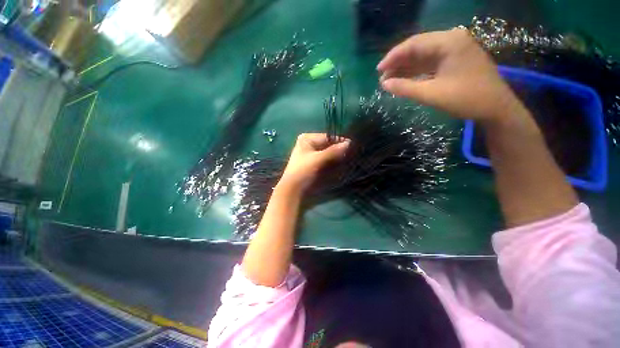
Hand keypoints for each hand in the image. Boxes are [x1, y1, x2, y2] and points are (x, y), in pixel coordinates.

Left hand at [279, 133, 349, 191]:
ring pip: (328, 152)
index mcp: (307, 138)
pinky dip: (333, 162)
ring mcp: (311, 153)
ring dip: (337, 157)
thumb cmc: (303, 171)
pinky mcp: (314, 163)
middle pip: (328, 145)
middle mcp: (309, 144)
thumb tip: (349, 143)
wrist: (293, 190)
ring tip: (347, 160)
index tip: (353, 147)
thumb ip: (333, 151)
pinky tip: (340, 165)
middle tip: (351, 155)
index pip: (328, 137)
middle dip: (338, 150)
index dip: (340, 141)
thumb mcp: (318, 159)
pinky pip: (327, 159)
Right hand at [378, 28, 528, 123]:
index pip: (414, 44)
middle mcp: (452, 40)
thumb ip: (405, 88)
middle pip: (418, 48)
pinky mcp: (455, 60)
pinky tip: (405, 79)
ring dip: (406, 68)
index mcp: (449, 42)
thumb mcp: (431, 94)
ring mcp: (455, 49)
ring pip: (423, 55)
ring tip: (389, 81)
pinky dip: (417, 71)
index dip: (393, 57)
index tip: (378, 70)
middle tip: (382, 78)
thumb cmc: (466, 99)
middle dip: (398, 63)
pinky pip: (431, 62)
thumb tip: (384, 84)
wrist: (496, 108)